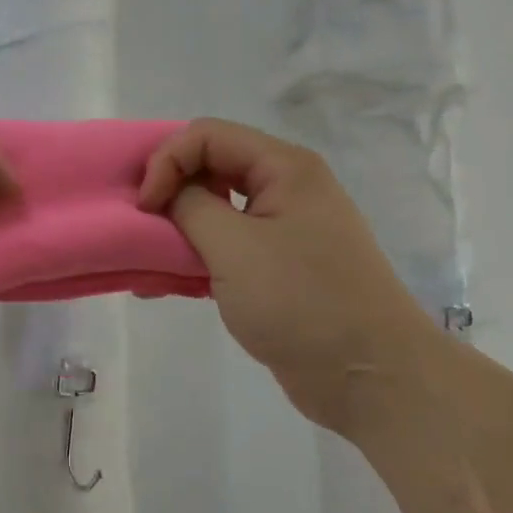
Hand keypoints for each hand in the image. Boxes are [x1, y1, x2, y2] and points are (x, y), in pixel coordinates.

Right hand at [137, 118, 438, 423]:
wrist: (370, 377)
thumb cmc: (302, 301)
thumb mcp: (234, 247)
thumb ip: (190, 207)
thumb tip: (168, 194)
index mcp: (284, 167)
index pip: (208, 135)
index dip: (167, 161)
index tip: (145, 207)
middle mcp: (288, 188)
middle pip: (213, 166)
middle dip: (171, 190)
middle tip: (142, 226)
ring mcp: (287, 229)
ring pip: (218, 209)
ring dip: (180, 227)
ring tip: (149, 260)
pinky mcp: (281, 267)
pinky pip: (229, 246)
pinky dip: (197, 257)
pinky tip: (169, 284)